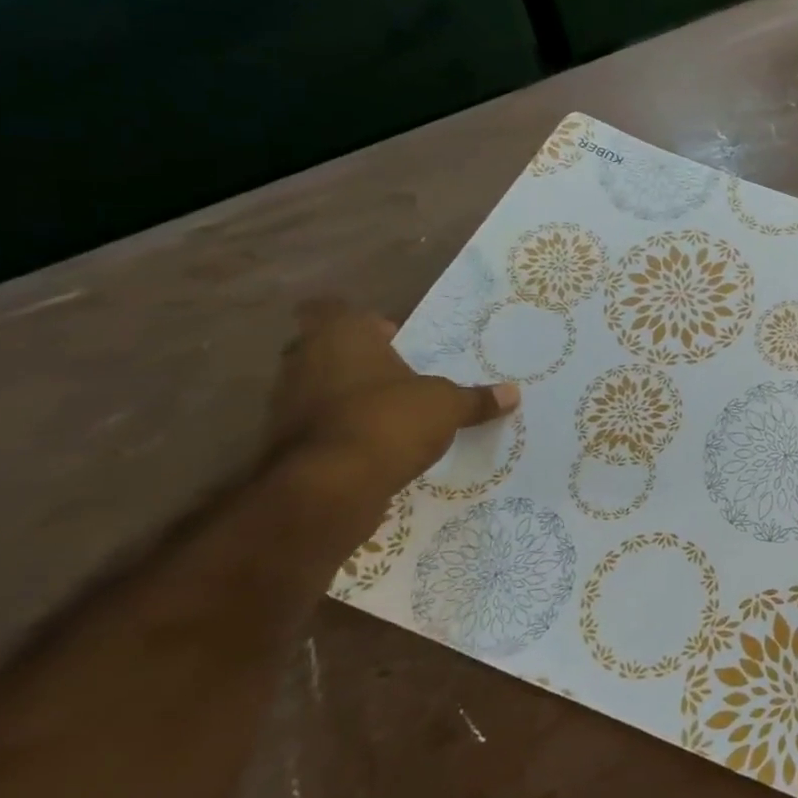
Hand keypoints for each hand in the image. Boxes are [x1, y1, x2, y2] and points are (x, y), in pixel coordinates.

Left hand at [267, 299, 519, 501]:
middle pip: (328, 348)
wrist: (330, 487)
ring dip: (347, 397)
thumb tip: (512, 393)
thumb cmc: (390, 421)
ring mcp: (285, 402)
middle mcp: (304, 359)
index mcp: (341, 335)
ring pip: (319, 387)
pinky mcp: (284, 442)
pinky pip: (317, 425)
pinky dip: (339, 431)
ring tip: (390, 413)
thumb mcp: (447, 407)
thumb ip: (476, 399)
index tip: (392, 338)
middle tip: (399, 375)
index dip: (365, 324)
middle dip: (359, 360)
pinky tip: (372, 446)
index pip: (337, 309)